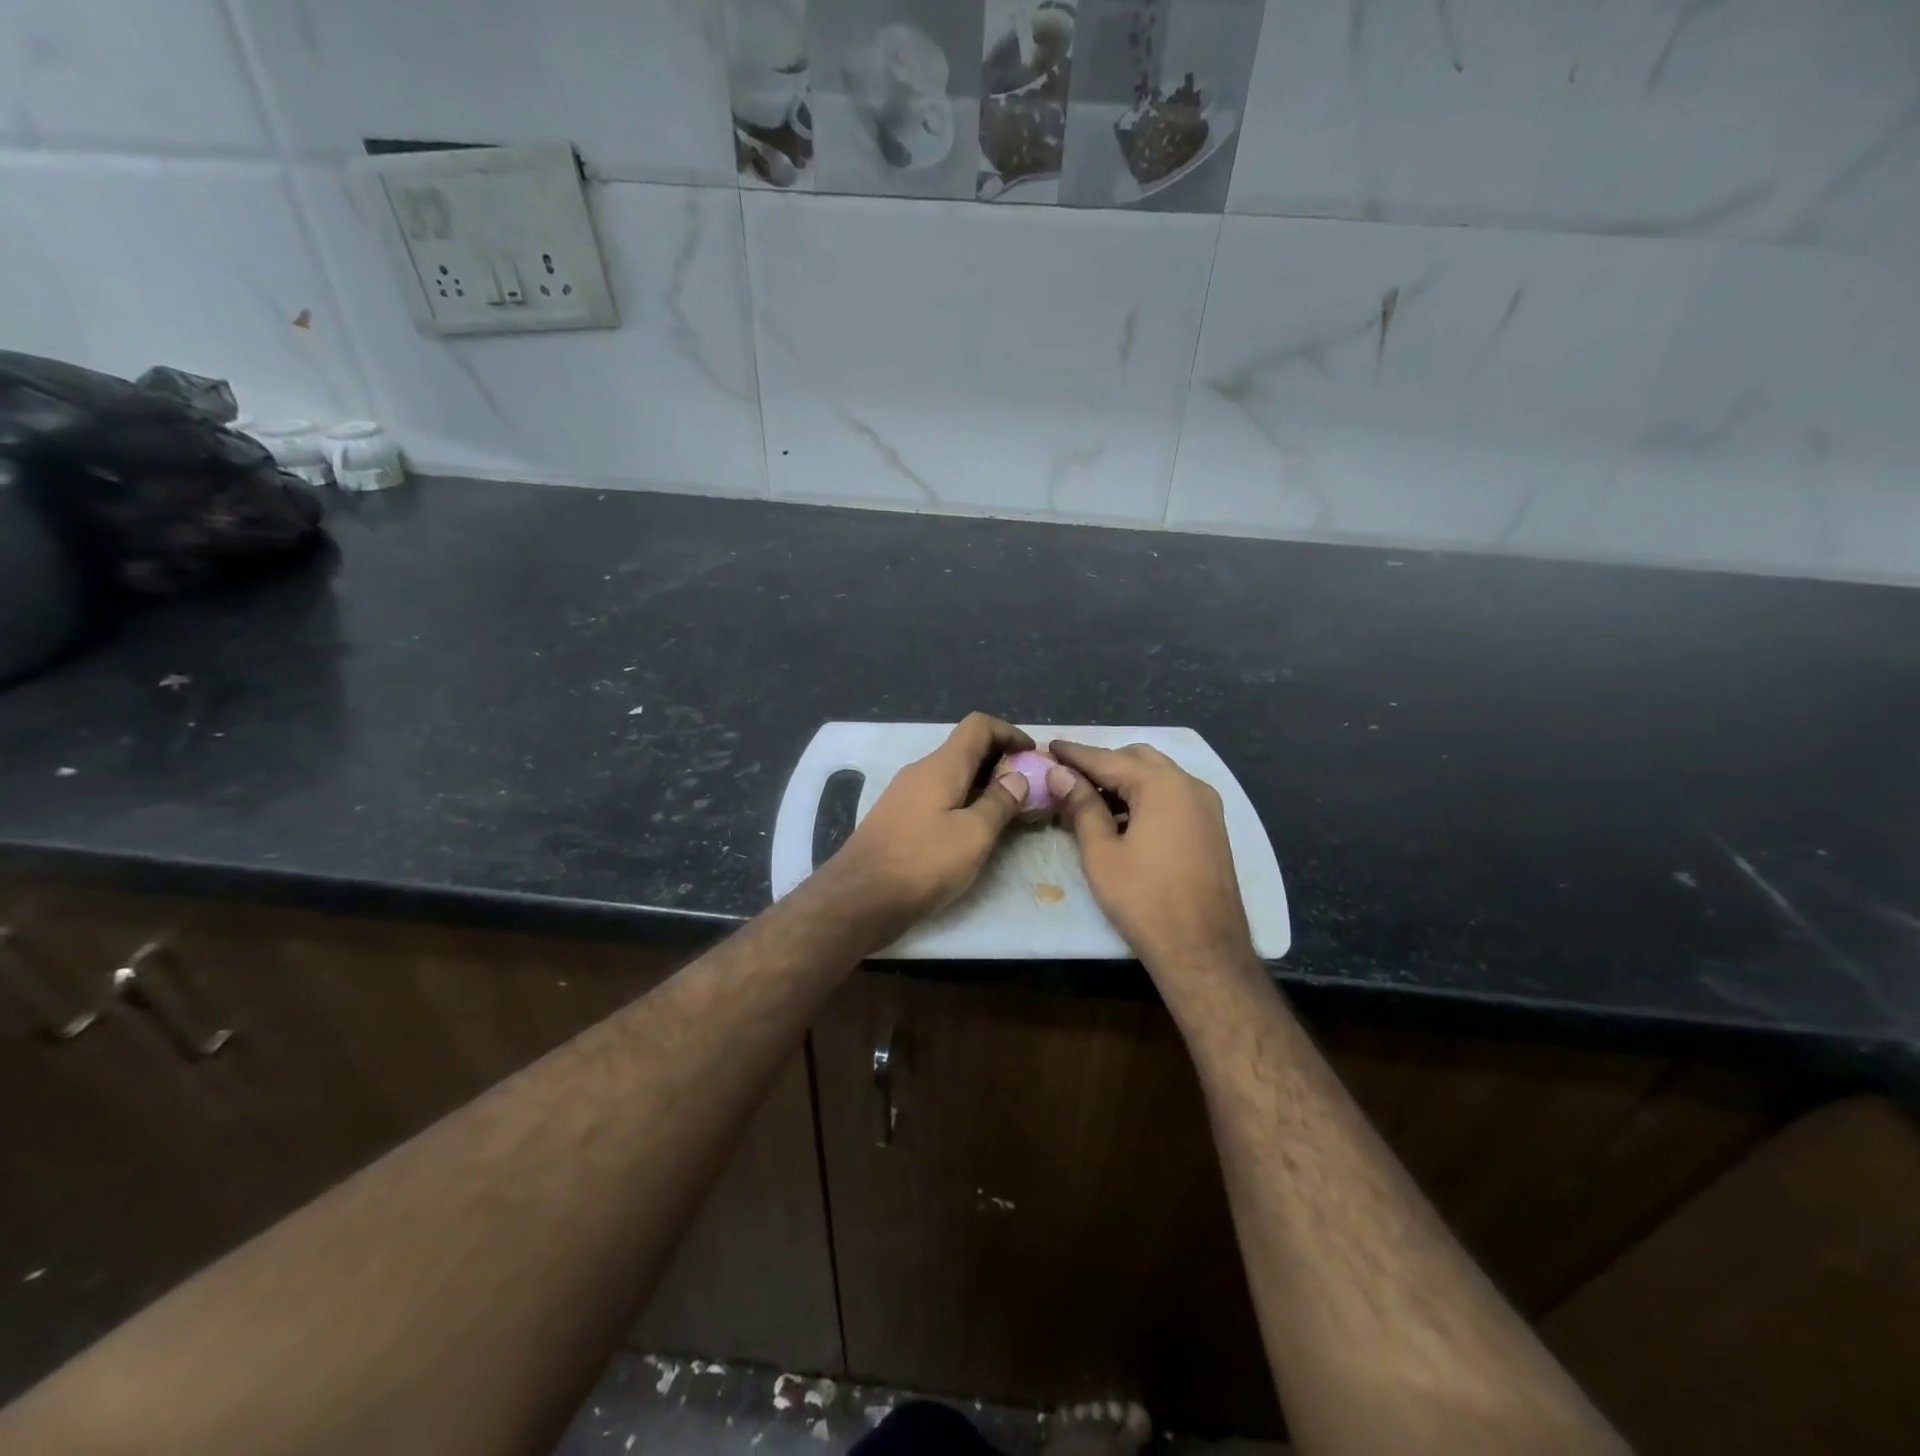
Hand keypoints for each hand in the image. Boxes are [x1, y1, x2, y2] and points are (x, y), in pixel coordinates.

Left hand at [819, 713, 1034, 942]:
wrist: (858, 898)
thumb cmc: (921, 863)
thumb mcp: (973, 835)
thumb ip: (999, 803)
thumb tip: (1017, 777)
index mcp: (941, 766)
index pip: (978, 725)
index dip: (1009, 732)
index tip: (1033, 755)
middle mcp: (920, 771)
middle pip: (966, 750)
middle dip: (1000, 762)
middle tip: (1028, 789)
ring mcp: (905, 795)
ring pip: (952, 776)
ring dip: (982, 786)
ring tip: (1008, 812)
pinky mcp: (897, 819)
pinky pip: (938, 798)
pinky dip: (962, 804)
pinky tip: (973, 832)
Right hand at [1048, 740, 1254, 971]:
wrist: (1203, 950)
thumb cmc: (1145, 900)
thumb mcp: (1101, 853)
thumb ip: (1081, 806)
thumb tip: (1060, 775)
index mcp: (1162, 785)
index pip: (1107, 758)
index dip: (1075, 754)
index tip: (1048, 746)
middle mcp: (1190, 784)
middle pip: (1137, 759)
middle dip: (1102, 763)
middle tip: (1068, 778)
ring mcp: (1207, 805)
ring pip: (1158, 776)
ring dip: (1125, 781)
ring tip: (1089, 800)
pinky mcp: (1212, 827)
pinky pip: (1173, 796)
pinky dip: (1146, 797)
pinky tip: (1122, 820)